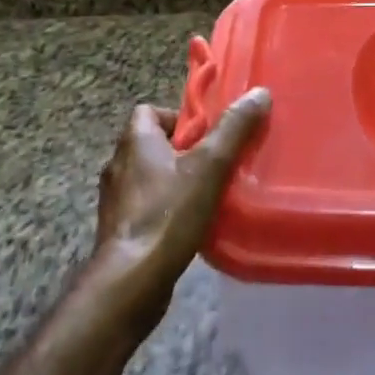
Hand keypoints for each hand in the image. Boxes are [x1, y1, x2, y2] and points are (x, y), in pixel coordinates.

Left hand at [88, 89, 270, 336]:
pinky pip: (145, 208)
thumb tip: (259, 93)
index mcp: (135, 141)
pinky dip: (165, 210)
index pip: (148, 111)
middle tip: (214, 163)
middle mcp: (118, 165)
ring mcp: (115, 201)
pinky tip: (190, 225)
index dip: (178, 117)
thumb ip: (234, 129)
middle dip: (182, 151)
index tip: (206, 134)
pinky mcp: (119, 231)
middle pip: (151, 144)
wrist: (131, 281)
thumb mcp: (209, 166)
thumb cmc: (168, 214)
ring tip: (206, 194)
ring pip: (148, 177)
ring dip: (173, 181)